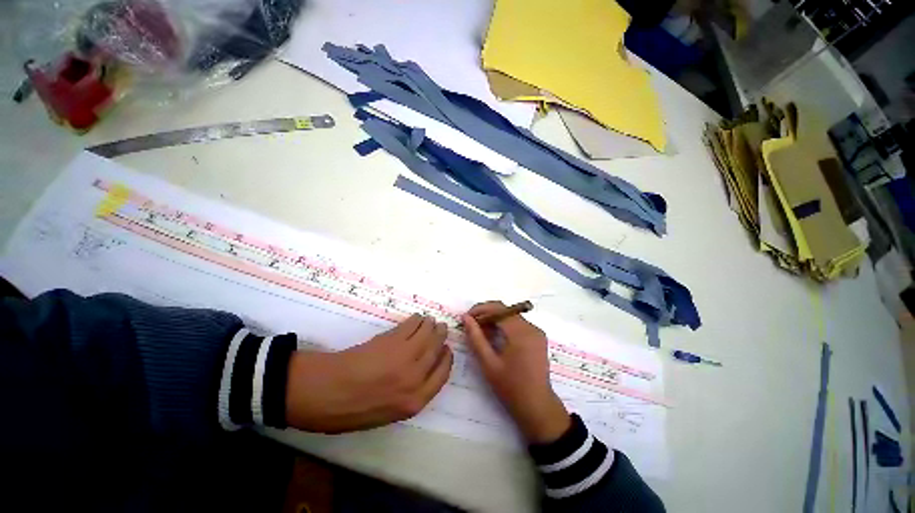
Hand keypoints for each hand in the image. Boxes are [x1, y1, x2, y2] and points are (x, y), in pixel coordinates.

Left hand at [285, 314, 452, 433]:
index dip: (446, 358)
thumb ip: (410, 396)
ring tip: (430, 320)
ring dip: (431, 324)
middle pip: (437, 350)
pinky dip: (417, 319)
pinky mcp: (392, 340)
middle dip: (441, 336)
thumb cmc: (352, 410)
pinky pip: (412, 325)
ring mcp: (405, 356)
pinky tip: (417, 318)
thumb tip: (421, 373)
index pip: (442, 374)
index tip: (446, 349)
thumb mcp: (388, 414)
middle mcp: (415, 377)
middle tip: (441, 327)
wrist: (323, 393)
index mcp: (415, 401)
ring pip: (428, 334)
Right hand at [462, 302, 569, 443]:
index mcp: (521, 332)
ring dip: (495, 320)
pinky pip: (518, 324)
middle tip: (471, 325)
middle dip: (486, 314)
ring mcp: (537, 332)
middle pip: (505, 310)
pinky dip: (504, 326)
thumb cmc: (510, 387)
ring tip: (480, 332)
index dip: (480, 309)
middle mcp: (531, 327)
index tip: (466, 317)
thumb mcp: (489, 363)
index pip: (498, 309)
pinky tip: (495, 337)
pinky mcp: (538, 338)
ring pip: (511, 316)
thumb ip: (476, 338)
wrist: (537, 407)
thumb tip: (465, 318)